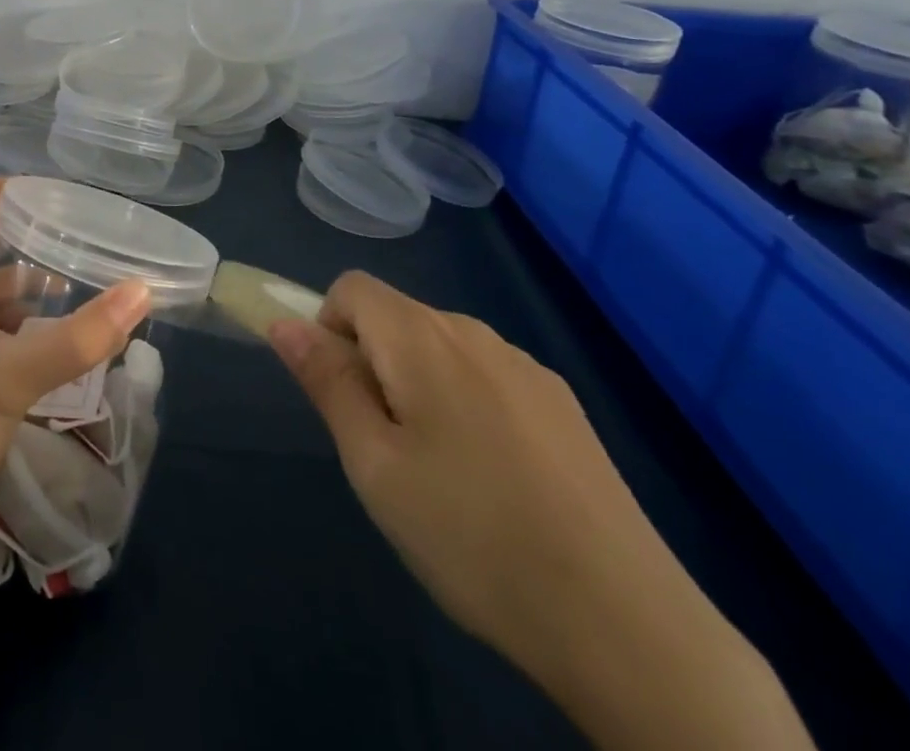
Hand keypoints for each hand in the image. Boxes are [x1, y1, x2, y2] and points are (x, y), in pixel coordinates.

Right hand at [269, 272, 811, 750]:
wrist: (625, 622)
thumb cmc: (471, 537)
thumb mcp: (374, 465)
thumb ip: (327, 382)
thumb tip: (284, 322)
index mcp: (422, 338)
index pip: (352, 288)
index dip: (328, 328)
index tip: (341, 397)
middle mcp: (474, 333)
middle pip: (397, 316)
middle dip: (373, 363)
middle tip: (385, 450)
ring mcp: (526, 367)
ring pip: (442, 348)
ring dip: (419, 385)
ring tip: (441, 474)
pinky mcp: (563, 403)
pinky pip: (487, 376)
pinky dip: (467, 403)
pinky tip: (496, 481)